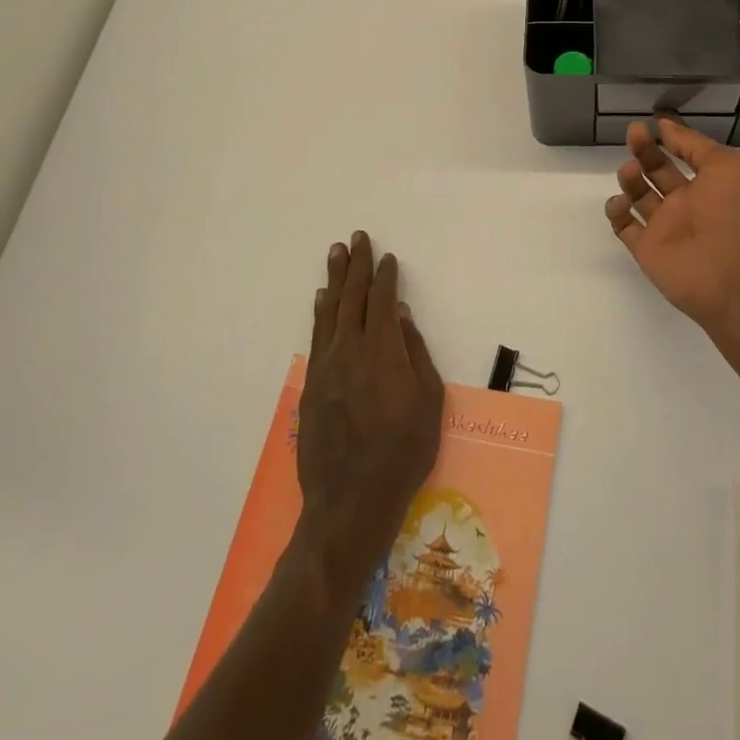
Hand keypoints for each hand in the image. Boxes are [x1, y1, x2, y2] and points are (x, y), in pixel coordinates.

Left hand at [296, 232, 444, 584]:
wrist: (351, 502)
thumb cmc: (403, 452)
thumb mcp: (427, 402)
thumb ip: (414, 352)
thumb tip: (400, 315)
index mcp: (381, 350)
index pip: (381, 300)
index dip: (385, 276)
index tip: (387, 258)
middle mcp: (349, 349)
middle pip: (352, 297)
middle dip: (356, 265)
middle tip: (357, 237)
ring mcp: (326, 367)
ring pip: (329, 312)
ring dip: (334, 280)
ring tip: (336, 254)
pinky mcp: (311, 386)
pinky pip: (316, 336)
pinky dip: (319, 313)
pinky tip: (321, 300)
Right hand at [604, 118, 739, 330]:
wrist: (730, 277)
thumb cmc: (733, 216)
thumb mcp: (726, 166)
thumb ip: (693, 144)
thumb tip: (665, 126)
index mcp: (709, 184)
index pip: (685, 155)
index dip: (671, 138)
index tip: (654, 122)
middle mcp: (686, 203)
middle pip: (657, 171)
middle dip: (645, 150)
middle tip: (634, 133)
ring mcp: (664, 227)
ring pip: (638, 196)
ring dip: (630, 178)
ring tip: (630, 171)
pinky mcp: (646, 249)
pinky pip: (624, 227)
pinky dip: (617, 211)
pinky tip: (621, 202)